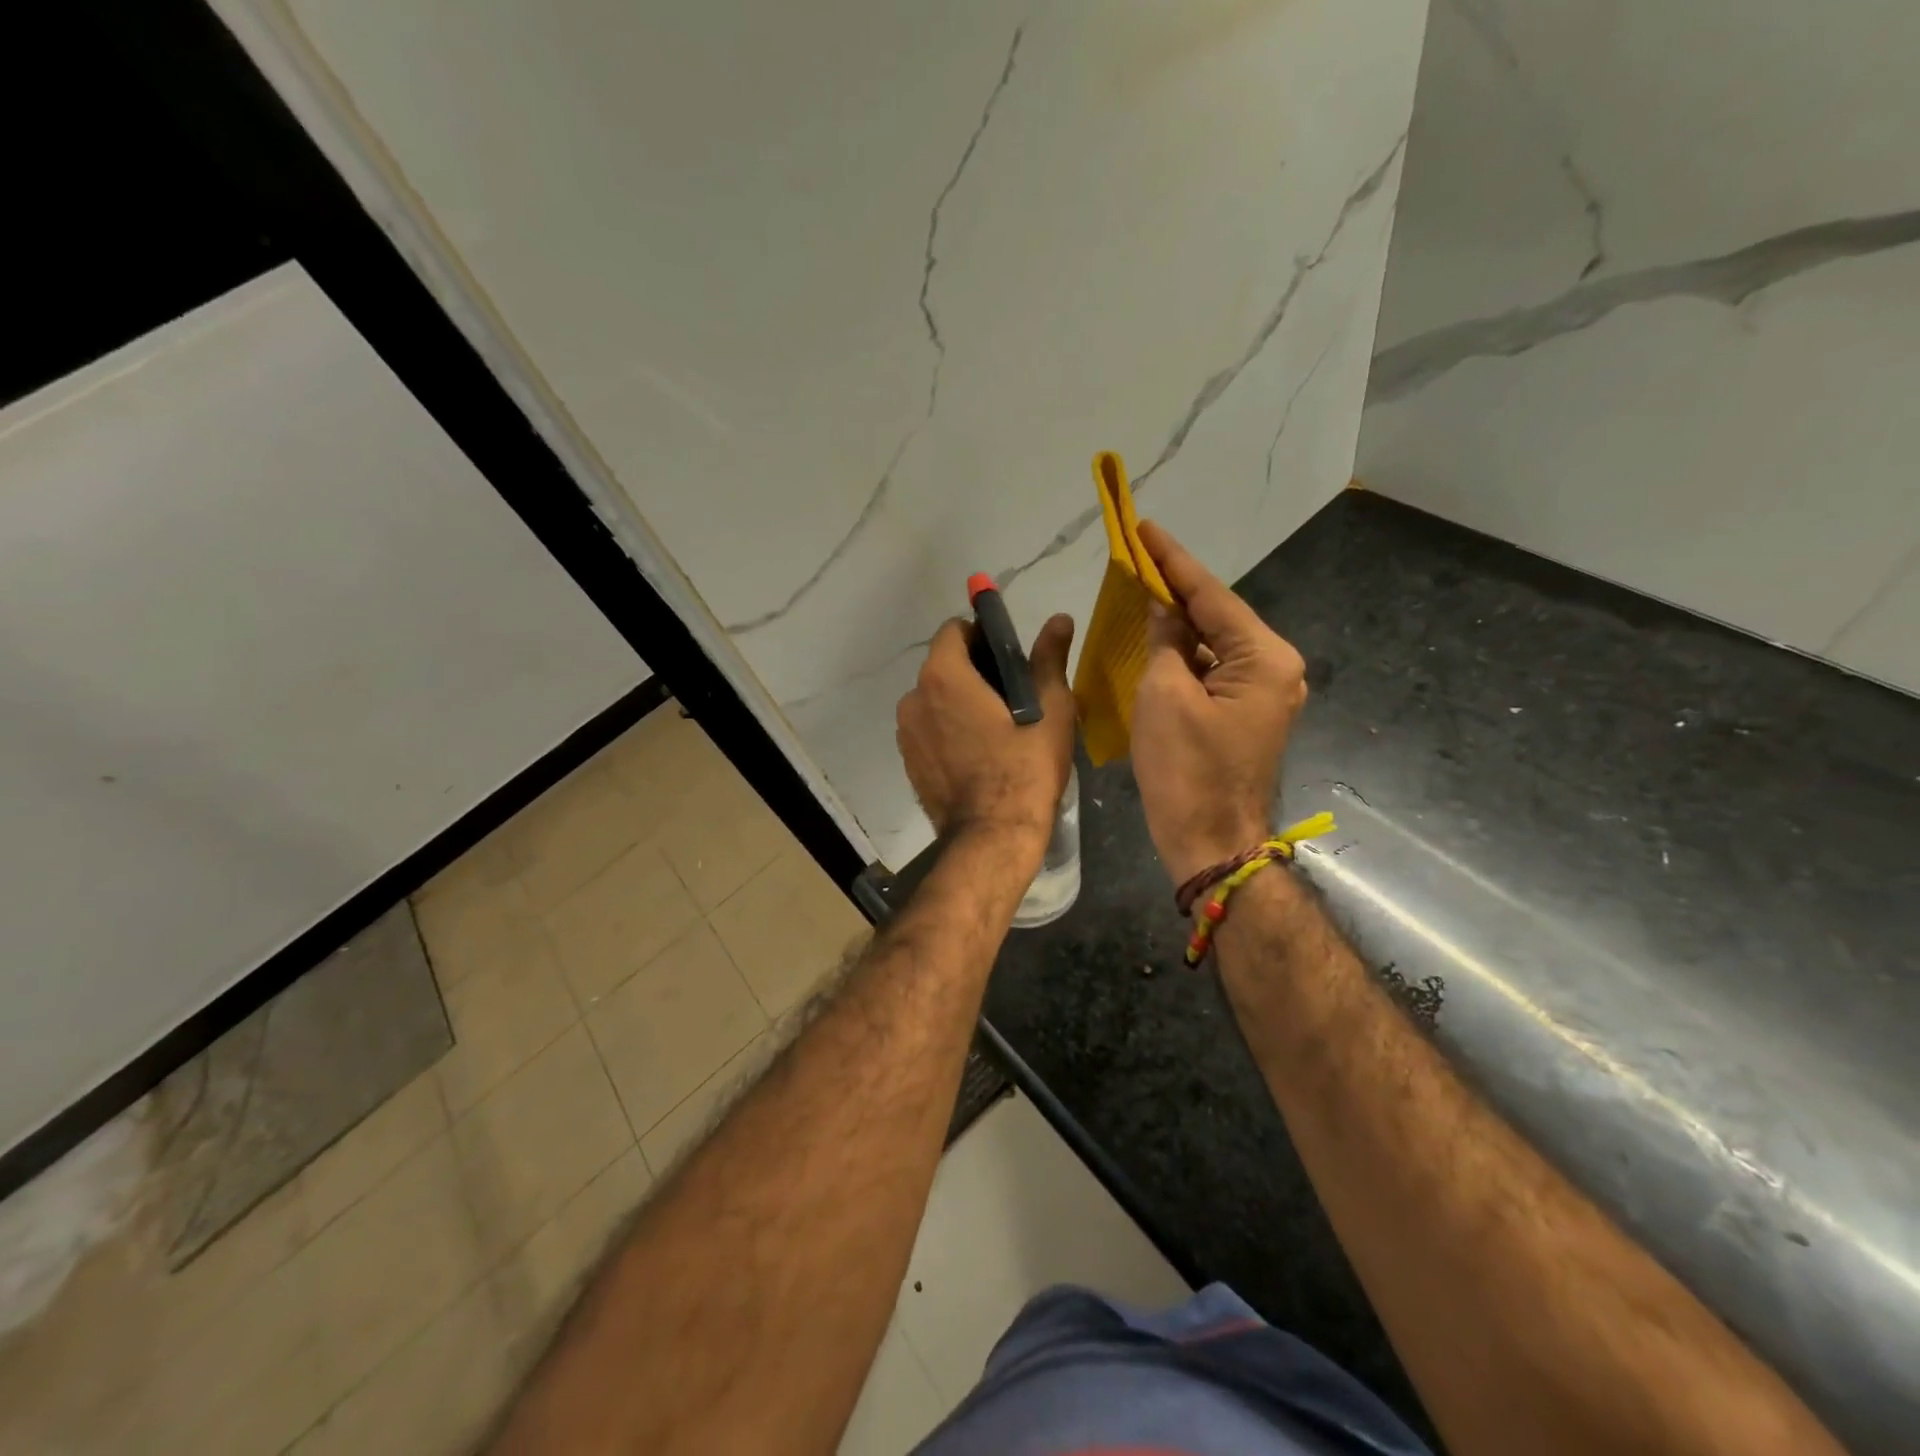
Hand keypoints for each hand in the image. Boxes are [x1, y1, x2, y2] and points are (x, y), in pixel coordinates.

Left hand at [897, 614, 1076, 857]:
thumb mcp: (1050, 710)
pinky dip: (947, 730)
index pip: (954, 631)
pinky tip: (976, 752)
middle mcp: (914, 698)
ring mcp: (906, 733)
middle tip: (1010, 695)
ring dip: (958, 702)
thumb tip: (1059, 619)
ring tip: (994, 728)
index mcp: (943, 676)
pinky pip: (928, 729)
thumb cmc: (1025, 768)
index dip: (981, 635)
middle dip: (972, 670)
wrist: (993, 836)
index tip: (1007, 657)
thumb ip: (1048, 659)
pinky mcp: (908, 761)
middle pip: (942, 665)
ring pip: (934, 699)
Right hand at [1131, 521, 1307, 885]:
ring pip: (1214, 644)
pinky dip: (1184, 655)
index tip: (1144, 526)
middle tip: (1137, 556)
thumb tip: (1164, 609)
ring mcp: (1264, 693)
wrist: (1210, 842)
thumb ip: (1166, 642)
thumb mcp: (1164, 696)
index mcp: (1265, 658)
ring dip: (1178, 623)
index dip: (1172, 560)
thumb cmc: (1186, 770)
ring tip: (1141, 589)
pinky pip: (1212, 670)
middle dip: (1175, 588)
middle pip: (1217, 616)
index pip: (1211, 595)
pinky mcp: (1246, 713)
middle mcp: (1275, 668)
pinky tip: (1156, 639)